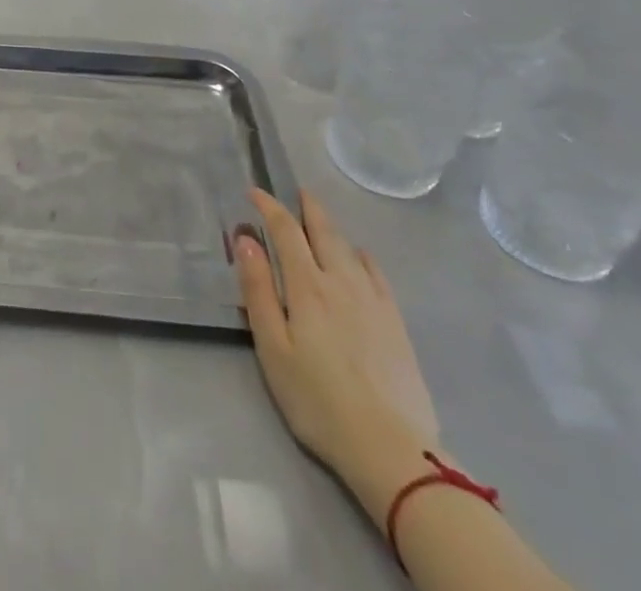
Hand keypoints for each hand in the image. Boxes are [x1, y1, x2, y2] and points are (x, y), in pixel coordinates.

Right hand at [234, 188, 440, 490]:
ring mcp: (373, 301)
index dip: (269, 207)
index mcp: (307, 286)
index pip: (286, 231)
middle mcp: (341, 281)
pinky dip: (362, 256)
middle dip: (307, 208)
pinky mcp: (395, 323)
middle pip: (323, 232)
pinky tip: (360, 257)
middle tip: (297, 192)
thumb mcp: (272, 348)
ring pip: (350, 248)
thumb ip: (258, 290)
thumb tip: (245, 239)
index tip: (254, 192)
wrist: (392, 449)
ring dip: (331, 227)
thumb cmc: (318, 400)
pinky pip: (377, 274)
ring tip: (321, 218)